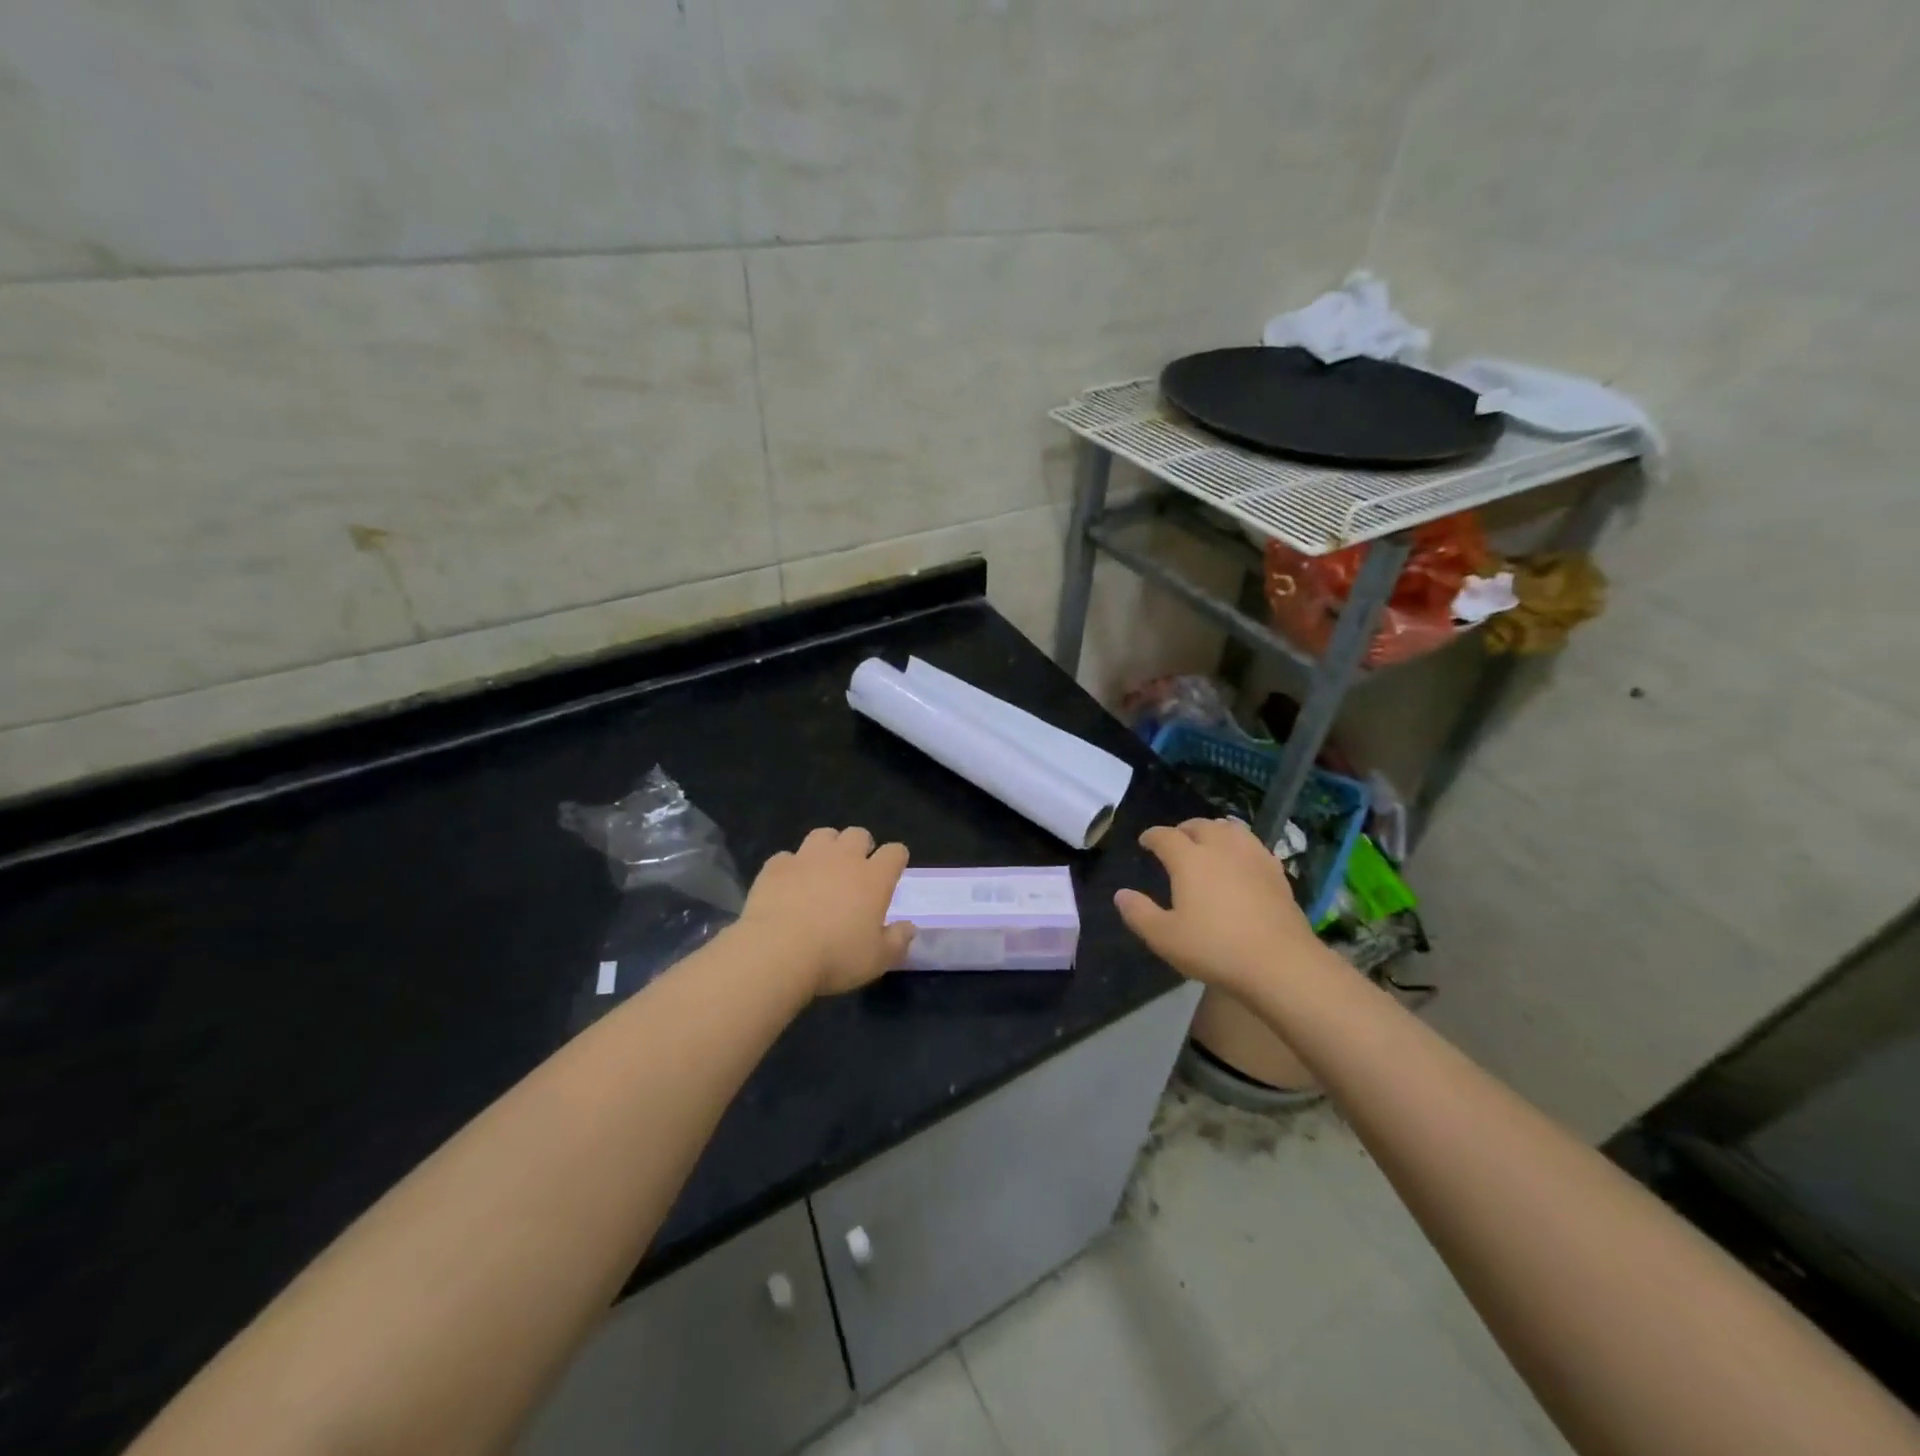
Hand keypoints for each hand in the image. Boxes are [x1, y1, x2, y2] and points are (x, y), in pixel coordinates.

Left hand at [739, 827, 914, 996]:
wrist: (777, 952)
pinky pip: (787, 857)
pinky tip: (788, 885)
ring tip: (823, 869)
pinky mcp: (776, 866)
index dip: (896, 859)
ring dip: (827, 847)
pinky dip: (791, 867)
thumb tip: (909, 928)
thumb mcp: (878, 959)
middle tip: (856, 870)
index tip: (893, 872)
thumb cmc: (836, 957)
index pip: (895, 852)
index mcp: (874, 877)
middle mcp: (843, 858)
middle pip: (858, 834)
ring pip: (823, 835)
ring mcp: (807, 858)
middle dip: (861, 846)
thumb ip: (897, 941)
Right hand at [1114, 818, 1322, 996]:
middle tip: (1176, 840)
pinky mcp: (1276, 872)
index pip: (1165, 836)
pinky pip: (1255, 846)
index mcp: (1189, 859)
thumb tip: (1121, 895)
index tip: (1145, 842)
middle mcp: (1220, 848)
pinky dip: (1241, 844)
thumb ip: (1139, 913)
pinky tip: (1242, 858)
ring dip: (1215, 830)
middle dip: (1183, 829)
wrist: (1279, 963)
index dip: (1152, 836)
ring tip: (1209, 840)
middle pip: (1200, 826)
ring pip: (1231, 830)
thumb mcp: (1164, 938)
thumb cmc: (1214, 949)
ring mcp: (1252, 857)